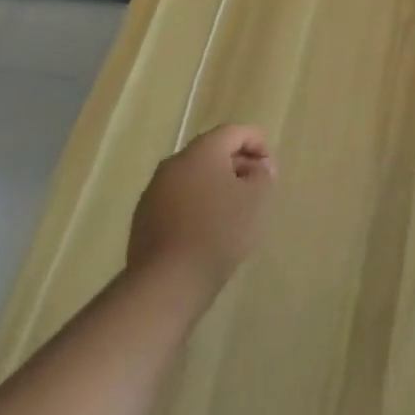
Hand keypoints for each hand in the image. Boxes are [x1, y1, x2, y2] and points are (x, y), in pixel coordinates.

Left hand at [127, 124, 275, 292]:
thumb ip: (263, 174)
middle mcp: (174, 164)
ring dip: (216, 185)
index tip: (270, 167)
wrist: (168, 281)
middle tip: (256, 187)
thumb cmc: (219, 231)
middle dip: (237, 164)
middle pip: (211, 152)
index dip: (257, 142)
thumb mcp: (257, 199)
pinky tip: (209, 229)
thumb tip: (257, 167)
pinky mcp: (144, 218)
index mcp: (201, 152)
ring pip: (193, 177)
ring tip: (234, 210)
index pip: (233, 132)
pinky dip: (197, 204)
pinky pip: (178, 199)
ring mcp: (154, 191)